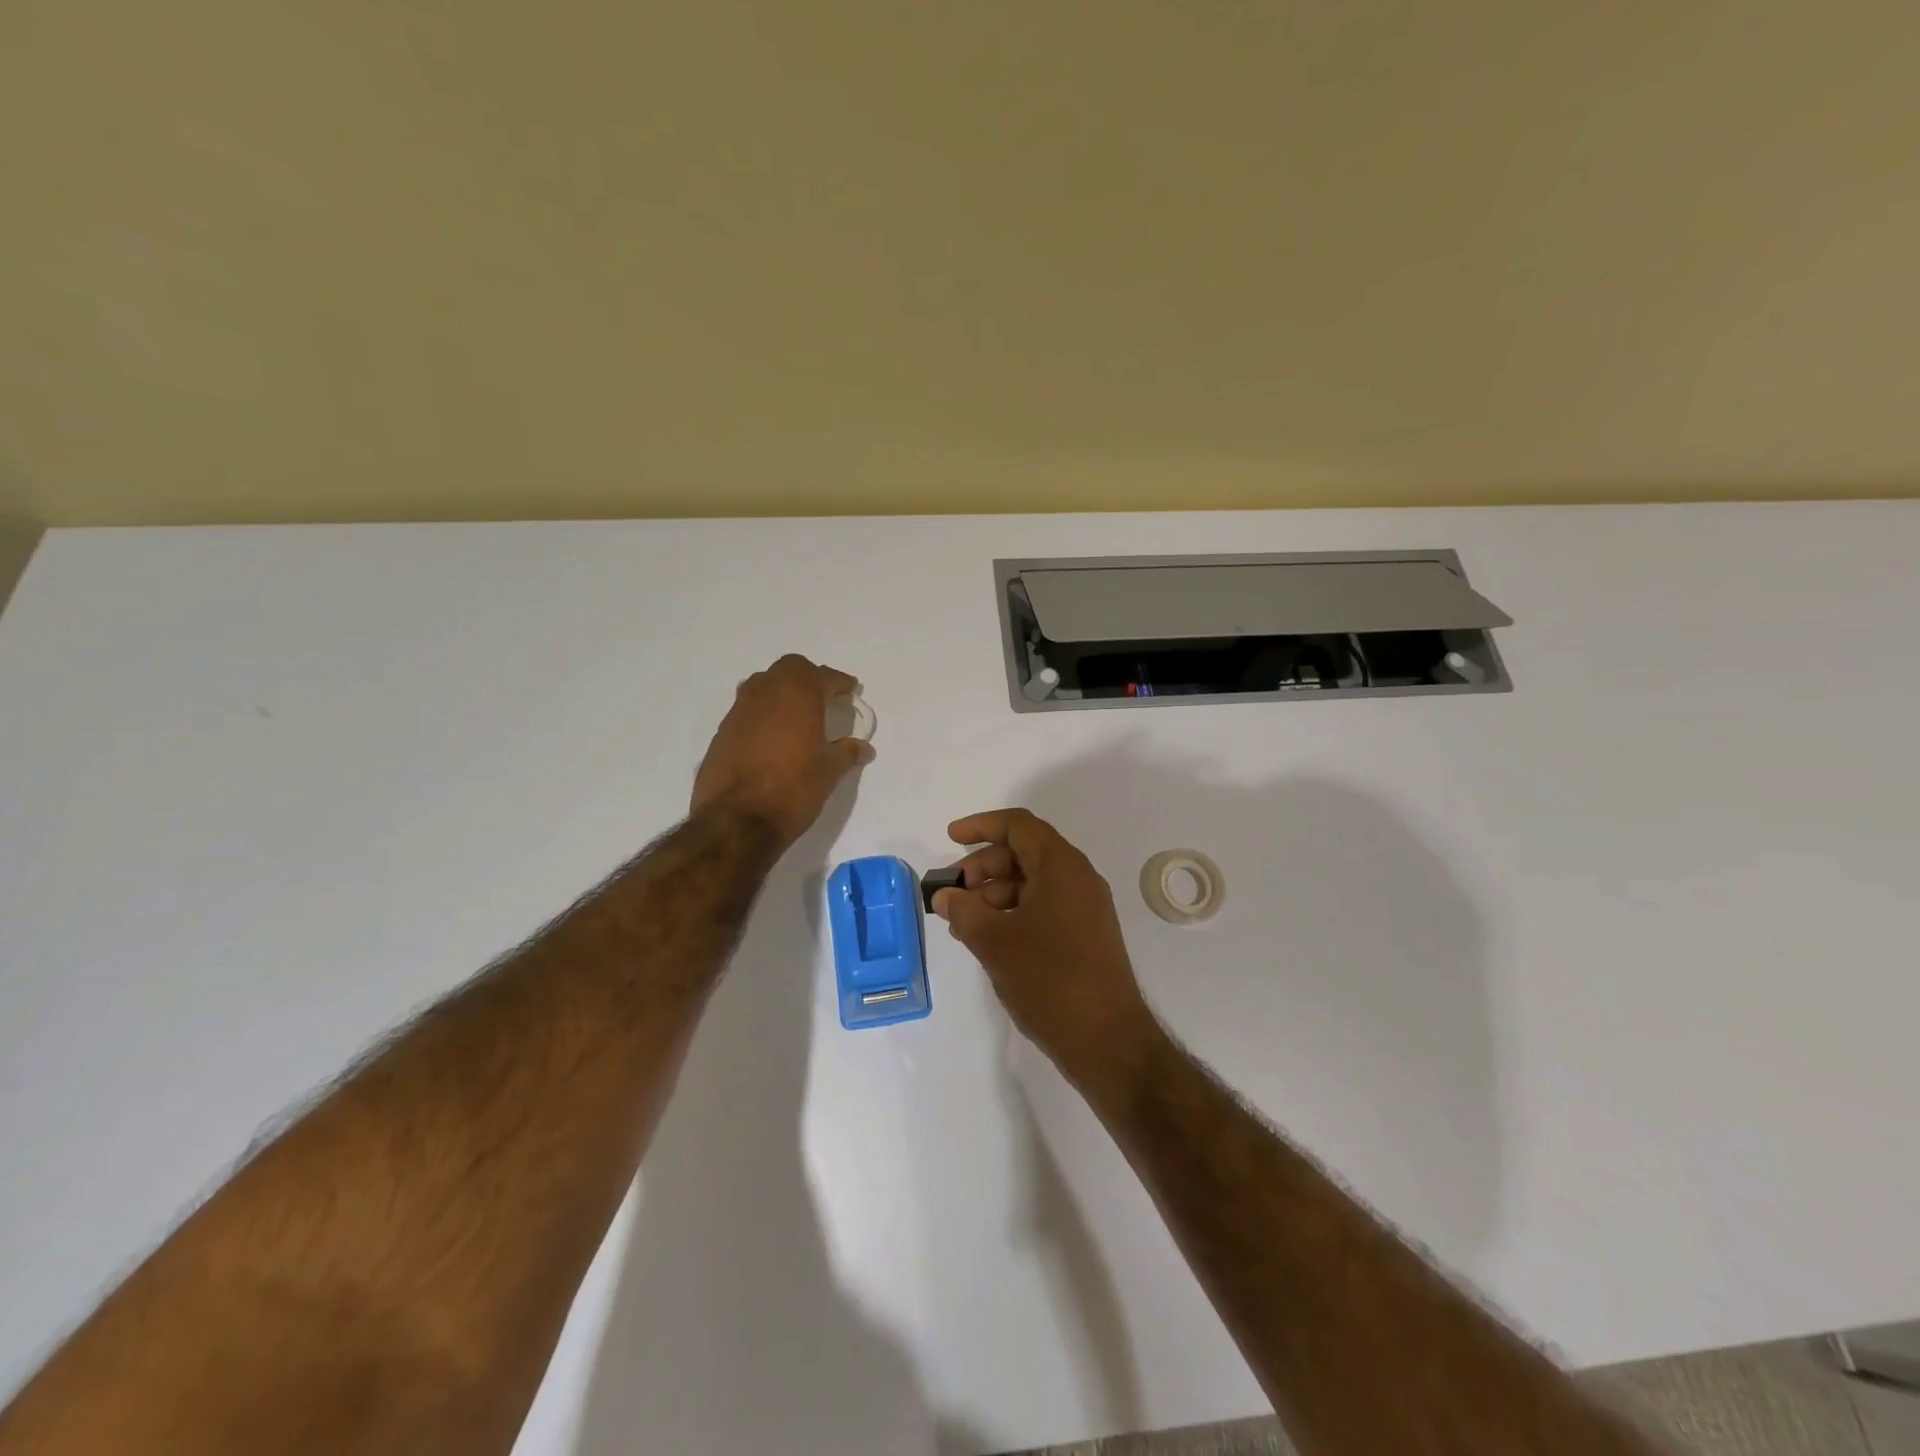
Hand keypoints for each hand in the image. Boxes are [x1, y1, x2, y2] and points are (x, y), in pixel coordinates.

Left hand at [691, 655, 873, 848]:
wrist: (737, 819)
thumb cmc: (793, 788)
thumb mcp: (829, 771)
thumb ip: (847, 753)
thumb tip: (864, 748)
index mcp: (799, 694)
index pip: (824, 677)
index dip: (840, 683)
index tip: (851, 690)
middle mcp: (767, 692)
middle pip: (791, 669)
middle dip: (809, 678)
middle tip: (823, 697)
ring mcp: (740, 709)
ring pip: (764, 684)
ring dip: (782, 692)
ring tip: (797, 714)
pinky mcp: (723, 730)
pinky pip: (748, 709)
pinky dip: (764, 713)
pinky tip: (773, 736)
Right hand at [932, 808, 1159, 1084]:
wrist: (1107, 1039)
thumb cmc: (1048, 979)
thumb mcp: (995, 941)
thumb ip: (964, 911)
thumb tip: (945, 896)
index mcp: (1061, 866)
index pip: (1018, 825)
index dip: (981, 826)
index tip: (950, 838)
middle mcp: (1078, 878)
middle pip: (1025, 852)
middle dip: (984, 865)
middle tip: (953, 892)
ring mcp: (1086, 907)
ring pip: (1034, 881)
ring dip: (996, 892)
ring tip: (965, 921)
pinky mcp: (1087, 935)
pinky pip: (1045, 906)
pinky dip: (1014, 912)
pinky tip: (990, 938)